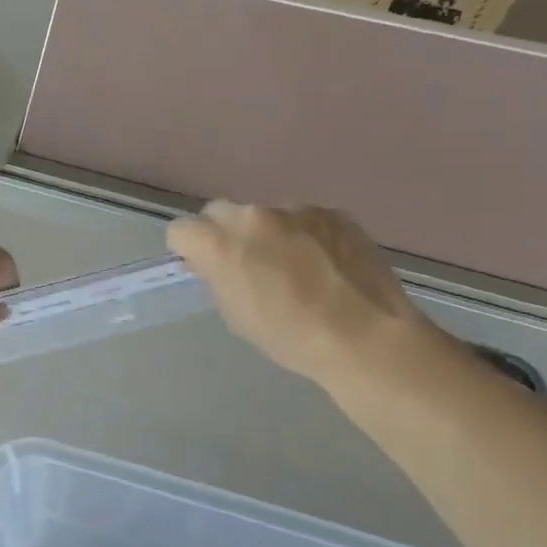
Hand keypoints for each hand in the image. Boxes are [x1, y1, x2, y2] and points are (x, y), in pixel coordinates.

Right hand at [168, 203, 444, 386]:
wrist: (365, 337)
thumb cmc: (291, 337)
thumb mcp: (236, 315)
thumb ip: (218, 277)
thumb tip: (216, 263)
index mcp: (222, 243)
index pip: (181, 229)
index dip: (189, 249)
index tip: (204, 267)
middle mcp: (254, 215)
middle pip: (220, 212)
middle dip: (224, 233)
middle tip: (246, 264)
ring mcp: (297, 209)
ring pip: (266, 214)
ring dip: (268, 233)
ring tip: (295, 267)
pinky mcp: (334, 212)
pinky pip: (304, 218)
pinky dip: (305, 235)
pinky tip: (325, 264)